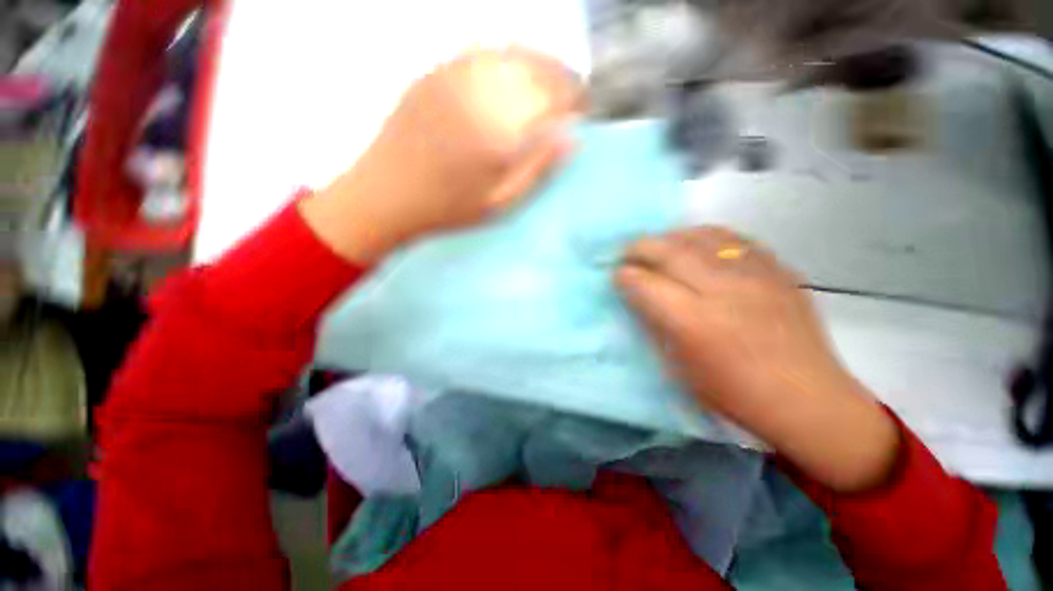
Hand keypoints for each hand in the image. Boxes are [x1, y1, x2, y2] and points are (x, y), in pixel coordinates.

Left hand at [301, 47, 582, 262]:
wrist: (386, 194)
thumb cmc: (449, 207)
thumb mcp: (500, 203)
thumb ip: (537, 169)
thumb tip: (572, 139)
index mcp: (500, 130)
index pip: (553, 96)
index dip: (575, 97)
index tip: (584, 108)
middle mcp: (481, 92)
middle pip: (536, 67)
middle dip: (562, 77)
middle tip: (571, 95)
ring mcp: (454, 75)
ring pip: (511, 53)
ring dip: (538, 63)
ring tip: (548, 82)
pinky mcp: (435, 72)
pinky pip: (480, 51)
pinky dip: (506, 56)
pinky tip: (513, 71)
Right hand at [617, 227, 898, 490]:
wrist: (808, 398)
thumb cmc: (734, 393)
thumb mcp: (679, 367)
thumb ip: (655, 325)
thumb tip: (638, 296)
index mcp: (694, 322)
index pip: (646, 283)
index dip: (625, 275)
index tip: (617, 274)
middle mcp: (723, 290)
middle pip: (670, 251)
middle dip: (640, 247)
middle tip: (628, 252)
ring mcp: (754, 275)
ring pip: (700, 237)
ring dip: (670, 237)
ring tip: (659, 245)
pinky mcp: (777, 270)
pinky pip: (734, 238)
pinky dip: (706, 237)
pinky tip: (697, 244)